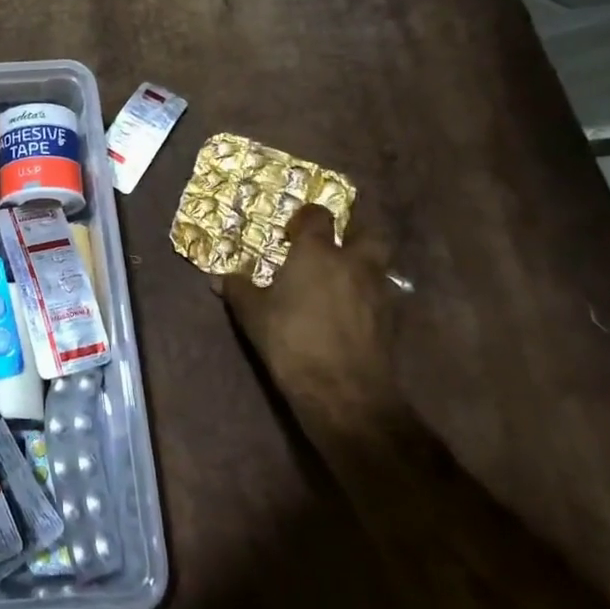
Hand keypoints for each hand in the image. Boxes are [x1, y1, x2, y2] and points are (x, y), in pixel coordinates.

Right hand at [214, 199, 405, 421]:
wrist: (344, 392)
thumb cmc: (292, 340)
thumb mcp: (253, 314)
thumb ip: (238, 289)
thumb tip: (219, 277)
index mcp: (318, 252)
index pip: (318, 216)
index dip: (307, 217)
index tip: (292, 229)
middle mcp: (353, 262)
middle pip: (367, 231)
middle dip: (354, 230)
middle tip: (334, 240)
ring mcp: (377, 290)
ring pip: (378, 263)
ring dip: (363, 263)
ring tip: (341, 277)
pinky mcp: (390, 320)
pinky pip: (380, 294)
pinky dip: (367, 294)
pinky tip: (350, 309)